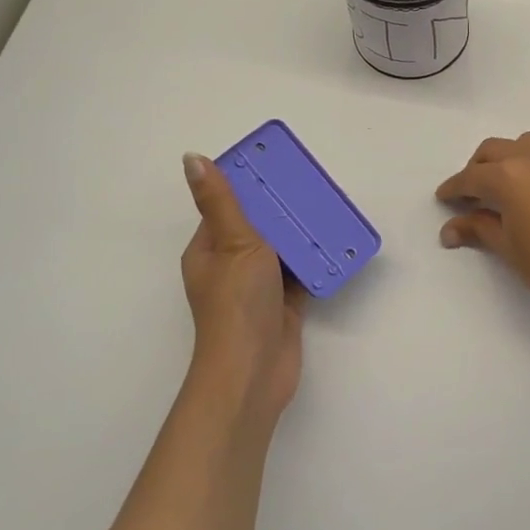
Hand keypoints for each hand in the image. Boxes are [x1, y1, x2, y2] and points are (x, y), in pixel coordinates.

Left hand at [181, 153, 307, 426]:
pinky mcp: (284, 303)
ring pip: (283, 249)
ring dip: (302, 233)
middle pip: (258, 226)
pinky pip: (302, 273)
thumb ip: (222, 201)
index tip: (276, 164)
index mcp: (209, 249)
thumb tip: (192, 158)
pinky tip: (337, 243)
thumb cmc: (238, 302)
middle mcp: (231, 265)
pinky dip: (317, 260)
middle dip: (282, 207)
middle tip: (312, 183)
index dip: (248, 184)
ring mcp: (258, 287)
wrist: (255, 370)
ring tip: (329, 207)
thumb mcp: (232, 242)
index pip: (226, 207)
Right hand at [436, 133, 529, 319]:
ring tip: (507, 186)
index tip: (445, 197)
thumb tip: (449, 229)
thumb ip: (478, 228)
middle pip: (494, 151)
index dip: (454, 188)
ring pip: (525, 144)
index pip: (471, 177)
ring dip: (509, 159)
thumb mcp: (508, 247)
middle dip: (478, 168)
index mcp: (509, 176)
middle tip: (473, 193)